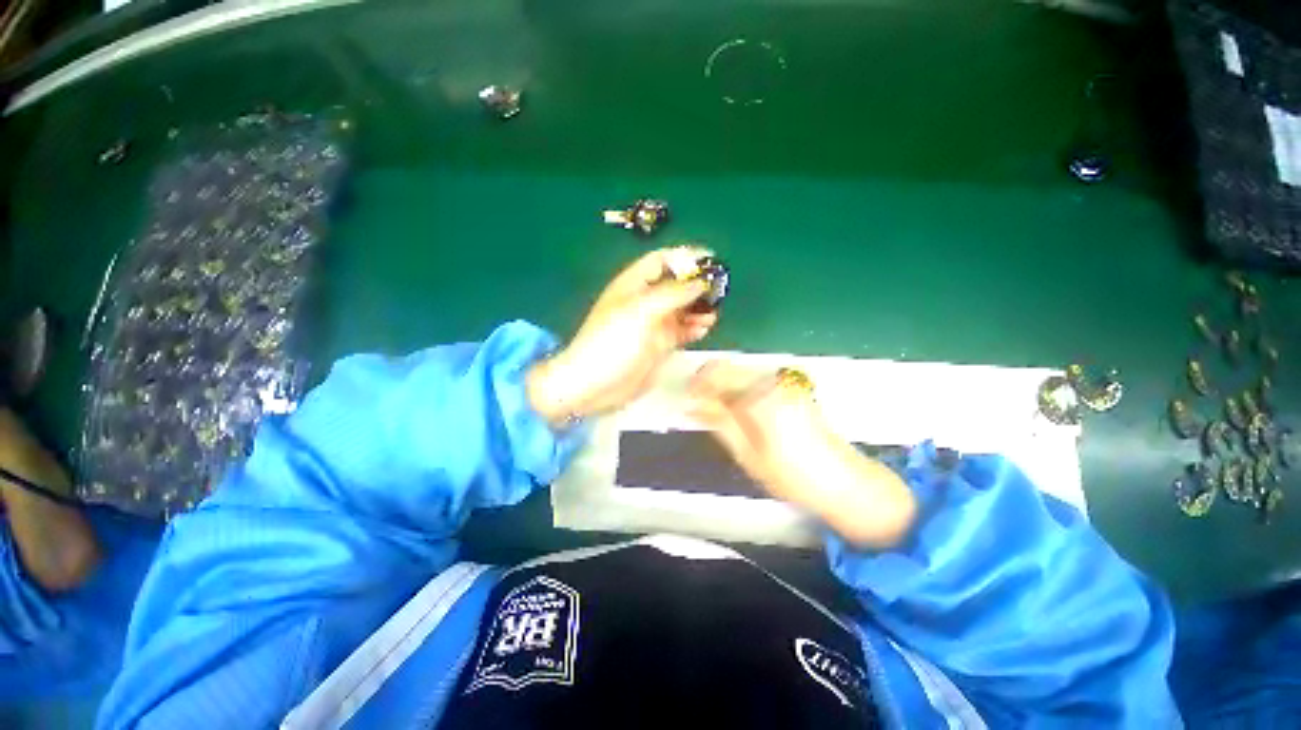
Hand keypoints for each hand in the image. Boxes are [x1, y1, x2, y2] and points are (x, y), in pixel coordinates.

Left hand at [527, 246, 718, 424]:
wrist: (594, 384)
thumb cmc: (613, 341)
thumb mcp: (641, 310)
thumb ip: (673, 293)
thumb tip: (702, 282)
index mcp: (633, 285)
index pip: (661, 261)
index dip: (685, 258)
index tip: (712, 261)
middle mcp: (644, 301)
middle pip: (675, 285)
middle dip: (696, 285)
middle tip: (719, 291)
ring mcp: (652, 324)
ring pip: (682, 308)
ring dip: (699, 308)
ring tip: (713, 314)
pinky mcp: (659, 345)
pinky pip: (681, 330)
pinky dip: (694, 328)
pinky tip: (704, 329)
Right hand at [688, 360, 917, 548]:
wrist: (844, 483)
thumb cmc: (792, 475)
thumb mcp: (747, 453)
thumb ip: (719, 421)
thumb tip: (691, 404)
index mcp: (761, 395)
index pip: (717, 372)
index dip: (696, 383)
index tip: (686, 399)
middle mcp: (773, 381)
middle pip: (729, 370)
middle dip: (709, 386)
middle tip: (699, 410)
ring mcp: (785, 384)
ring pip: (741, 375)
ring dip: (724, 390)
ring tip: (718, 417)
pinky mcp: (792, 390)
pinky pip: (755, 383)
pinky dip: (740, 394)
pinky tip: (740, 416)